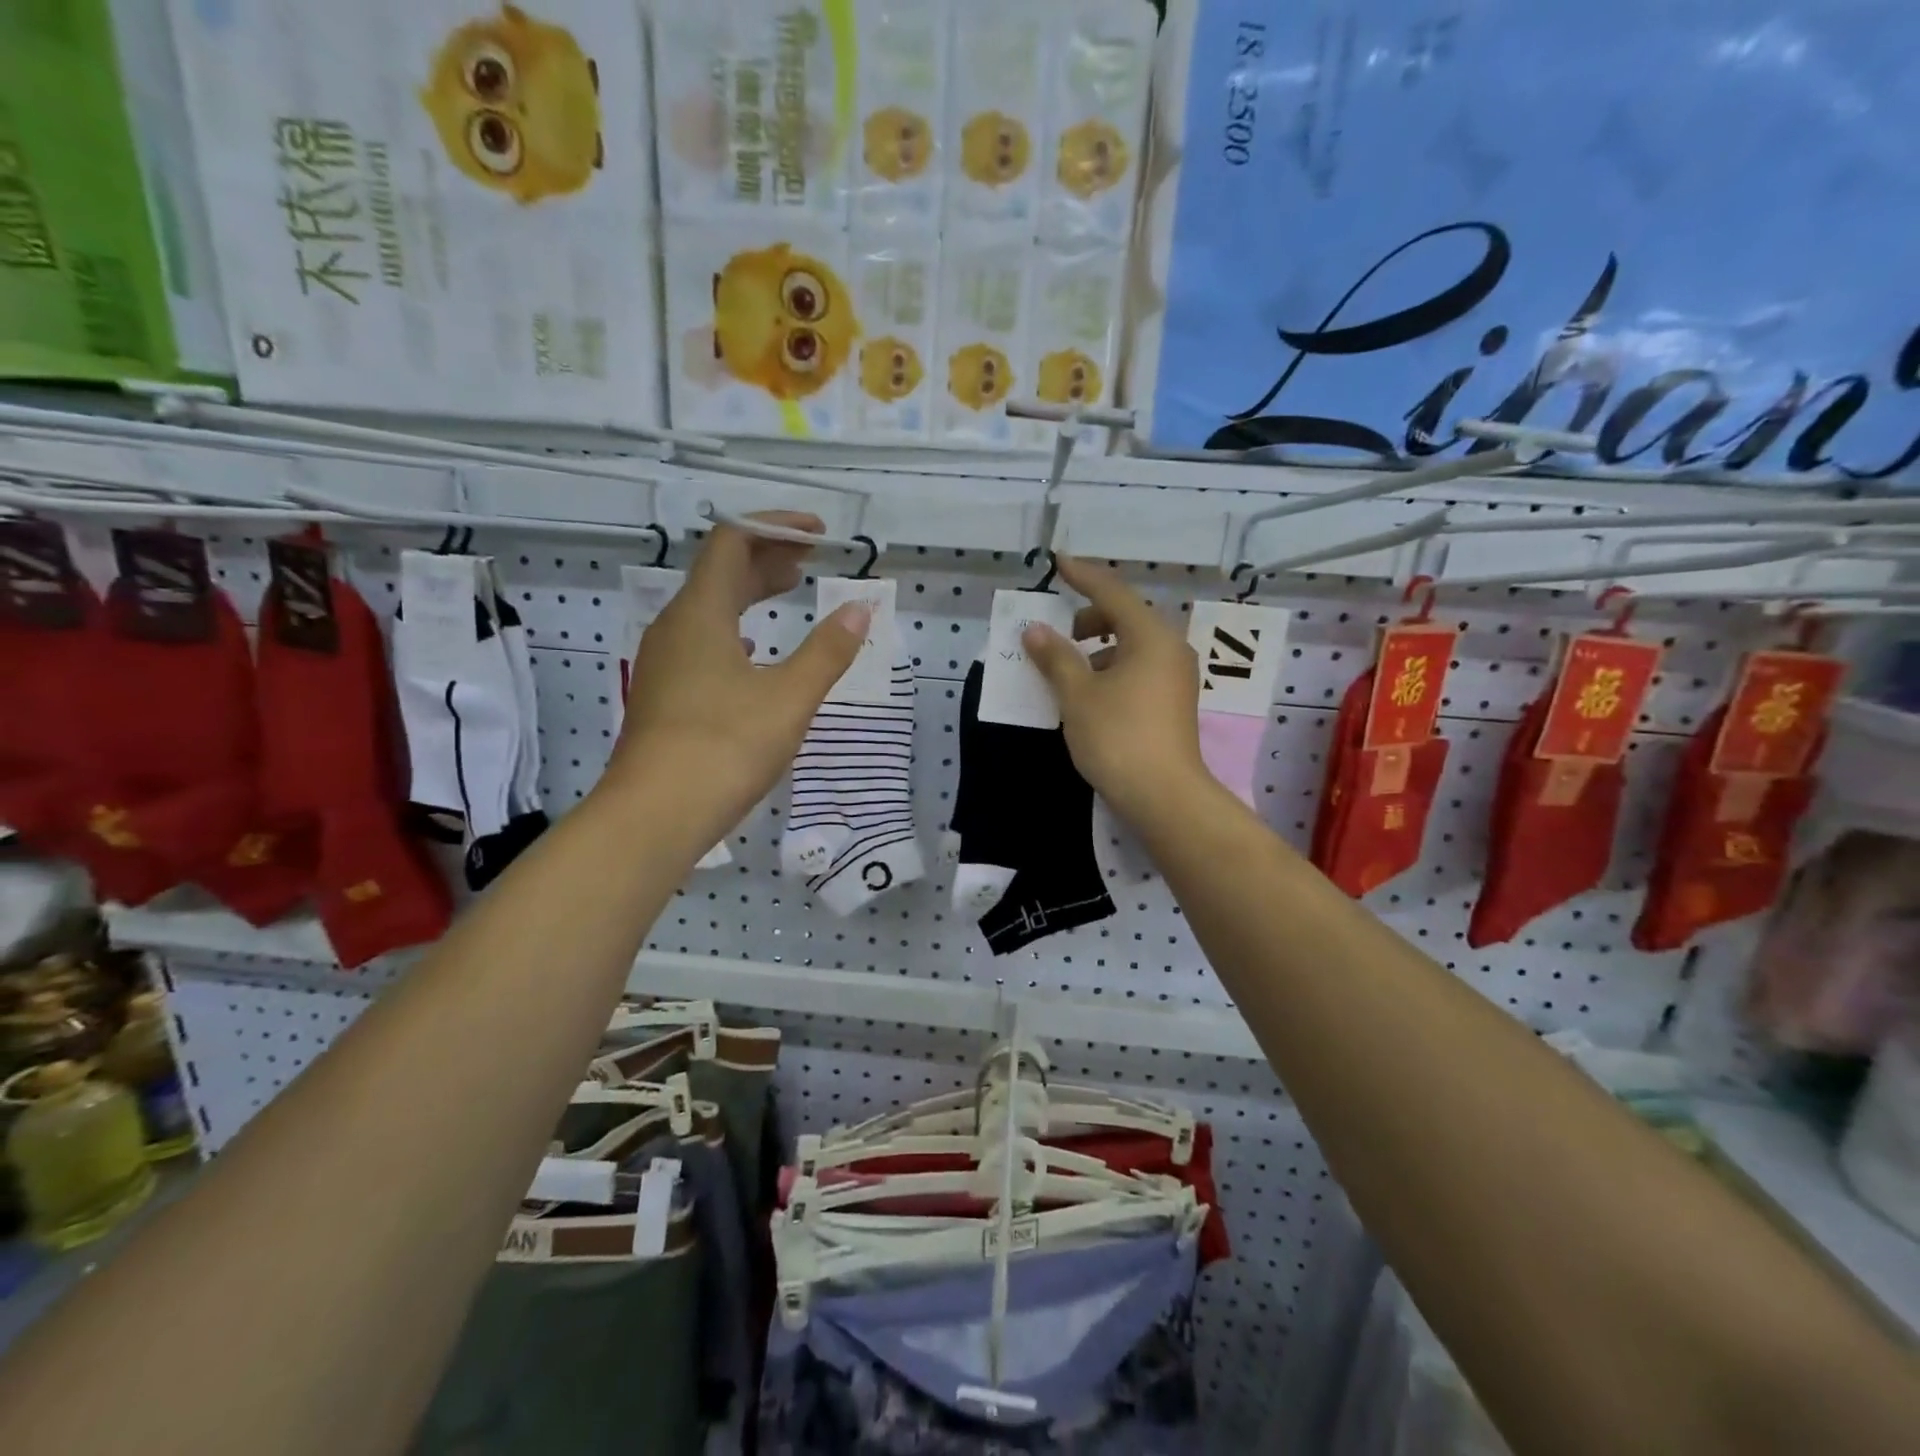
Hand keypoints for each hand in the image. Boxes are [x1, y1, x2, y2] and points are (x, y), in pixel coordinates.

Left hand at [608, 512, 868, 823]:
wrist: (654, 815)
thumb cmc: (725, 747)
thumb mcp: (789, 698)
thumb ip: (827, 651)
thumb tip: (860, 611)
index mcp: (700, 613)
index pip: (733, 541)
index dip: (775, 528)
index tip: (818, 535)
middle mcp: (674, 627)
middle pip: (720, 572)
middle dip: (767, 557)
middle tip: (811, 561)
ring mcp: (663, 662)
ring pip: (709, 608)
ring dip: (750, 592)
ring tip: (789, 593)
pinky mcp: (663, 694)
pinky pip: (702, 640)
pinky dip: (736, 629)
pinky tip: (754, 651)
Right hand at [1021, 557, 1212, 824]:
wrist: (1164, 796)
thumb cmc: (1118, 737)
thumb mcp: (1078, 695)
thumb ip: (1055, 658)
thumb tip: (1035, 630)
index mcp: (1151, 636)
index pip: (1112, 592)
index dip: (1083, 576)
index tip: (1059, 562)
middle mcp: (1170, 648)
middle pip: (1126, 617)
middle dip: (1090, 621)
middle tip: (1060, 638)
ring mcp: (1177, 677)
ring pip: (1133, 646)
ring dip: (1100, 650)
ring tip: (1071, 674)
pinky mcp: (1175, 702)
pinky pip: (1140, 669)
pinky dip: (1113, 670)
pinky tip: (1093, 697)